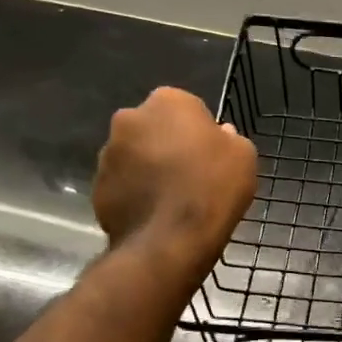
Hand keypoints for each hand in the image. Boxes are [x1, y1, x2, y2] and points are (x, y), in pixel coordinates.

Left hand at [93, 88, 256, 265]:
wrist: (171, 239)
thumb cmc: (213, 188)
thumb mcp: (244, 156)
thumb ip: (230, 138)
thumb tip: (218, 135)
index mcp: (168, 101)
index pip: (187, 108)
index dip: (201, 132)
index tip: (211, 156)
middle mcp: (130, 118)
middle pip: (155, 129)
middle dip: (169, 146)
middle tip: (191, 176)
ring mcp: (108, 153)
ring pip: (135, 156)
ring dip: (150, 170)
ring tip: (172, 200)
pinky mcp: (97, 185)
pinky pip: (123, 184)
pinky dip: (136, 194)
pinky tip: (155, 215)